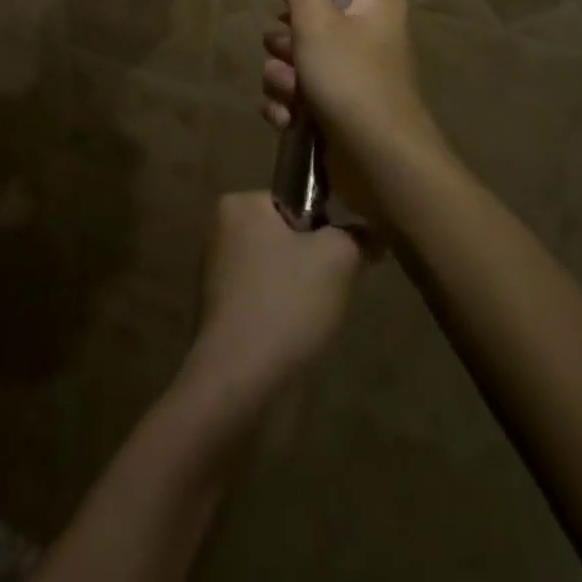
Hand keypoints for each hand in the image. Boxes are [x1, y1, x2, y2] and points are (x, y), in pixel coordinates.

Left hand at [183, 192, 361, 399]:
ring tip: (311, 319)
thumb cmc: (287, 302)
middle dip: (311, 262)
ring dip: (297, 292)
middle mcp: (219, 229)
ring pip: (275, 271)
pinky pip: (262, 300)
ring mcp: (214, 272)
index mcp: (239, 203)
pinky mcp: (217, 311)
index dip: (324, 229)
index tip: (338, 259)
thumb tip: (368, 233)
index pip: (295, 201)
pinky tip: (293, 338)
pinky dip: (280, 314)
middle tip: (329, 292)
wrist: (240, 380)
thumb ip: (356, 236)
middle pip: (285, 237)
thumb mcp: (338, 257)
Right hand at [261, 0, 448, 183]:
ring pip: (293, 61)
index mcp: (372, 4)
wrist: (383, 169)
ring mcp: (351, 74)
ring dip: (284, 81)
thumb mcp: (316, 21)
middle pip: (300, 23)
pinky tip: (291, 122)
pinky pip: (297, 94)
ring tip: (297, 100)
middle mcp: (365, 34)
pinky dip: (289, 107)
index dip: (298, 1)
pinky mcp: (337, 109)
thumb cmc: (353, 82)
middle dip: (286, 49)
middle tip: (297, 64)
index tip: (294, 18)